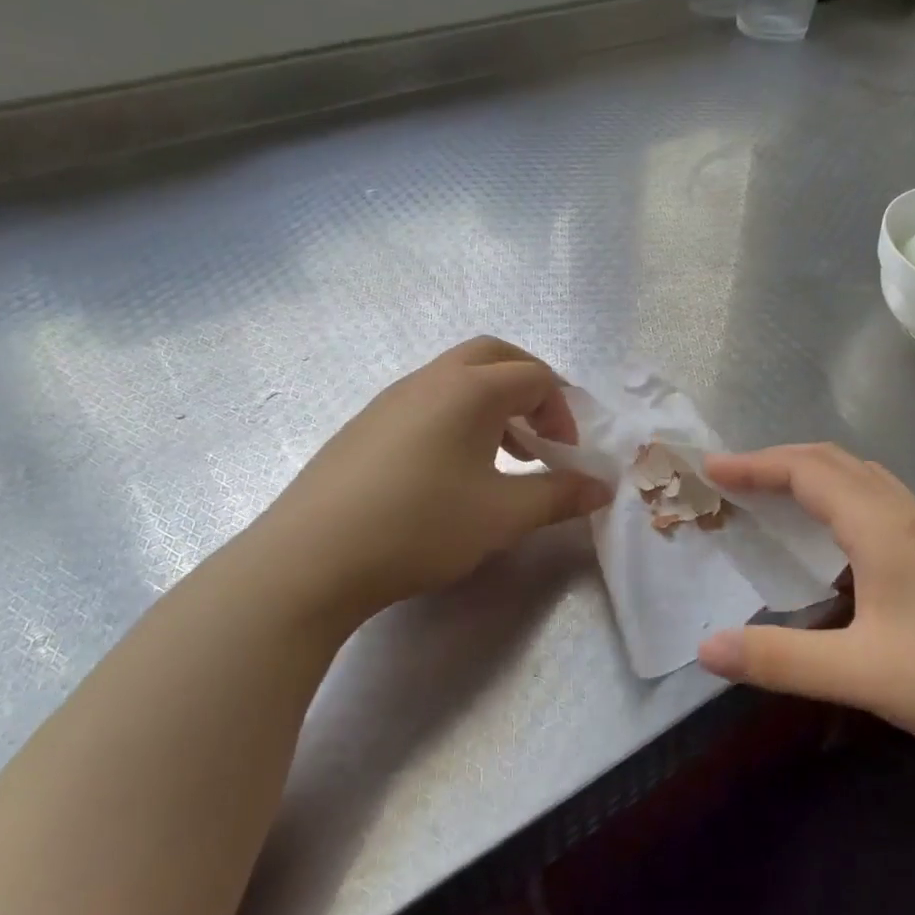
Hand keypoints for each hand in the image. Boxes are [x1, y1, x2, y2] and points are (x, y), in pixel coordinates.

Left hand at [241, 337, 610, 625]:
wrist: (311, 558)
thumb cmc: (420, 526)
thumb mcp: (503, 516)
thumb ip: (559, 495)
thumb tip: (602, 487)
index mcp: (470, 389)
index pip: (535, 376)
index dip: (563, 410)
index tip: (566, 454)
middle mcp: (431, 379)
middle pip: (494, 356)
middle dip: (529, 386)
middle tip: (543, 431)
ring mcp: (392, 398)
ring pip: (457, 377)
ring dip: (493, 403)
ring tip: (504, 456)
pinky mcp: (366, 424)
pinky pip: (427, 400)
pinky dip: (457, 417)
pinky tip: (452, 471)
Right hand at [697, 444, 914, 784]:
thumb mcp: (863, 674)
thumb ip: (780, 659)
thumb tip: (706, 647)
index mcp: (882, 528)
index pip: (807, 471)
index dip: (755, 464)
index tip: (711, 468)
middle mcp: (908, 516)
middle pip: (835, 462)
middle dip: (779, 460)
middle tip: (735, 479)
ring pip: (864, 479)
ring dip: (815, 474)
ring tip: (778, 497)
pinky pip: (883, 502)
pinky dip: (843, 498)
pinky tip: (841, 542)